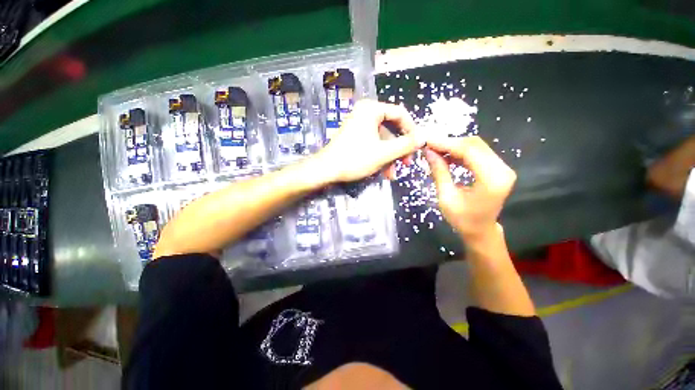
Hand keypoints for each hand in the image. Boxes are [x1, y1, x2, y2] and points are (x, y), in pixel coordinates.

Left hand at [311, 100, 425, 182]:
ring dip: (390, 157)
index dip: (412, 130)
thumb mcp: (384, 153)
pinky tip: (383, 172)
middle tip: (407, 163)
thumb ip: (405, 145)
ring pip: (382, 140)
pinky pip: (372, 144)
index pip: (400, 114)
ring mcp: (358, 126)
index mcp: (371, 110)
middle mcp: (365, 113)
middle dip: (399, 149)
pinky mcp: (354, 137)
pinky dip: (379, 157)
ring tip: (392, 174)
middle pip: (391, 129)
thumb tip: (424, 137)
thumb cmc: (355, 158)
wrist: (326, 170)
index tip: (418, 145)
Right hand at [424, 136, 515, 239]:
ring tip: (435, 151)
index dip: (446, 143)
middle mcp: (502, 169)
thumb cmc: (462, 219)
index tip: (427, 141)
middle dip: (449, 143)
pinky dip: (460, 153)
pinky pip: (478, 153)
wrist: (480, 230)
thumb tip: (428, 152)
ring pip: (476, 146)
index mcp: (492, 179)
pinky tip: (447, 156)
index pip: (469, 151)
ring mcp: (502, 168)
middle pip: (474, 145)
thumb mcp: (446, 197)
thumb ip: (439, 172)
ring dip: (454, 147)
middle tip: (429, 146)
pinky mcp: (497, 168)